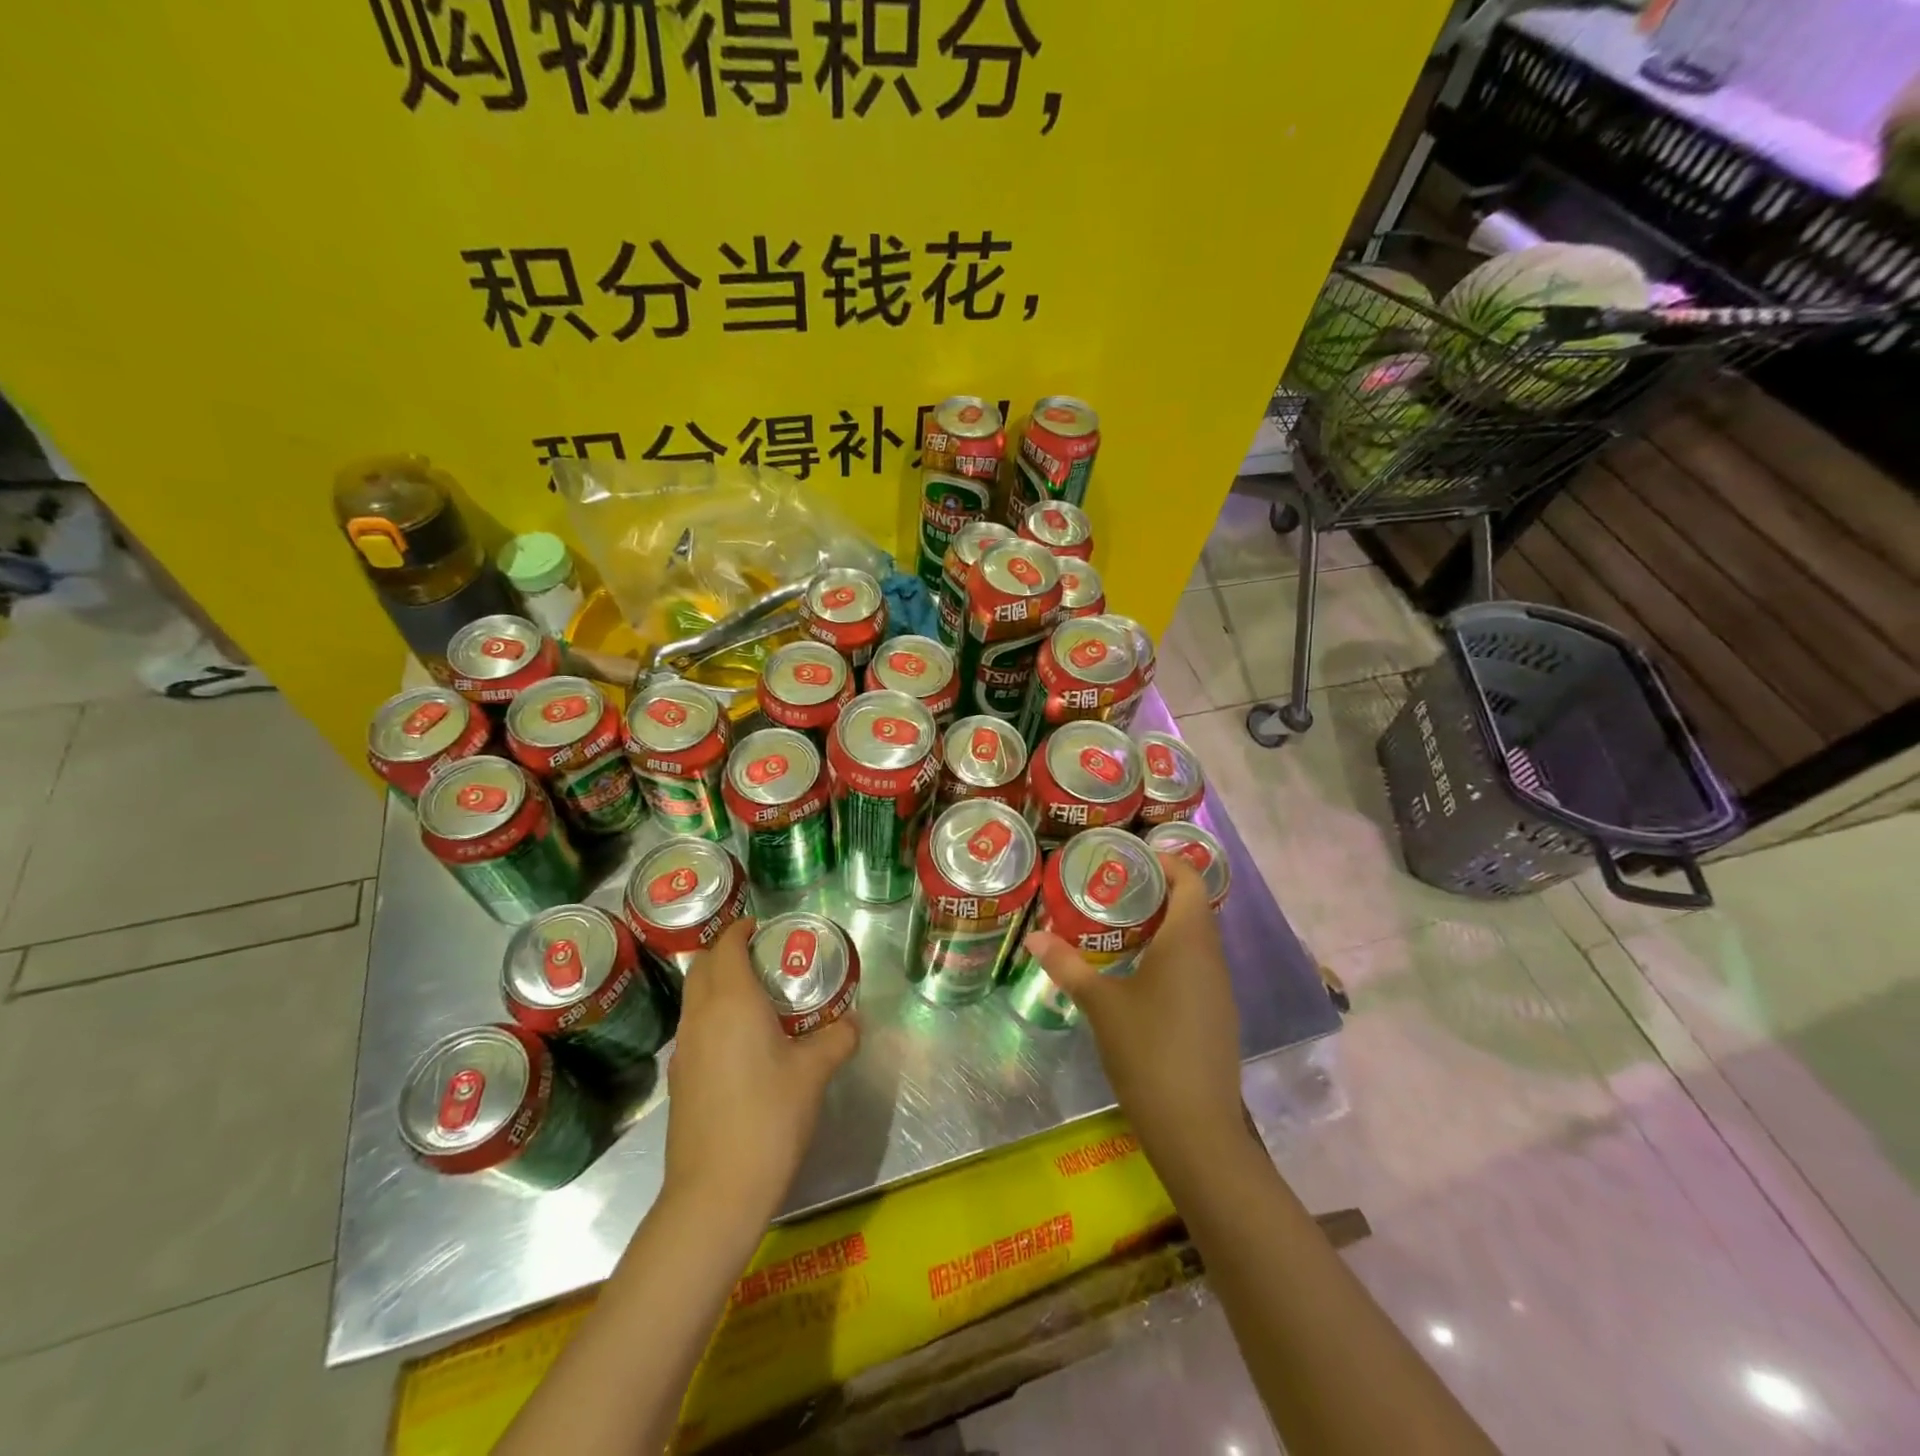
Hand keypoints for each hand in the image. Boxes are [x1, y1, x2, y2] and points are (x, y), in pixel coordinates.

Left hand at [662, 918, 858, 1224]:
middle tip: (763, 955)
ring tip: (756, 994)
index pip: (727, 946)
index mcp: (731, 1002)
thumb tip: (854, 1022)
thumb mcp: (814, 1073)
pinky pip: (694, 1027)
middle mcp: (700, 1016)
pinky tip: (742, 1040)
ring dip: (717, 983)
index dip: (741, 930)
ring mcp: (684, 1049)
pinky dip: (713, 1014)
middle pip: (703, 966)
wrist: (716, 1191)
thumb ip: (837, 1038)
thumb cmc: (769, 1117)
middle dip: (727, 951)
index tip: (763, 926)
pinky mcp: (679, 1079)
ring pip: (695, 998)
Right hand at [1021, 852, 1242, 1154]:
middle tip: (1112, 890)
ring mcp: (1219, 989)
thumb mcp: (1101, 1004)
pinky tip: (1139, 973)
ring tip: (1119, 925)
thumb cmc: (1148, 1051)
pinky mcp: (1218, 1015)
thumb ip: (1067, 965)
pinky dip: (1171, 955)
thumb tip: (1033, 936)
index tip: (1129, 858)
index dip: (1165, 861)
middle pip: (1193, 906)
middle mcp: (1211, 957)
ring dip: (1164, 925)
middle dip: (1156, 892)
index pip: (1189, 880)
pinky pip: (1197, 967)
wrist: (1196, 1128)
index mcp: (1189, 941)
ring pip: (1196, 939)